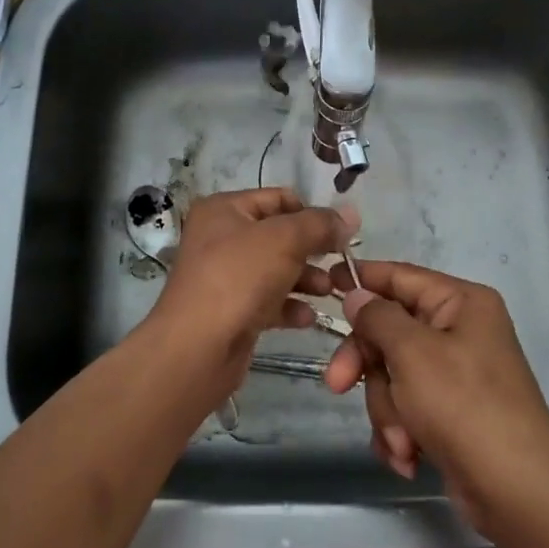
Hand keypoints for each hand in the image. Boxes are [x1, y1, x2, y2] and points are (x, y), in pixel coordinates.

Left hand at [143, 188, 352, 405]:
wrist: (197, 348)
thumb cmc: (239, 279)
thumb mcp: (285, 240)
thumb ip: (320, 224)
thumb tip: (350, 215)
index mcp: (224, 210)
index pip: (278, 198)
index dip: (311, 213)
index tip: (341, 234)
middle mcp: (221, 238)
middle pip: (279, 236)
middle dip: (312, 250)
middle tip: (342, 264)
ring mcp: (224, 276)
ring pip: (276, 270)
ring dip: (307, 279)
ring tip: (332, 292)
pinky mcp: (231, 311)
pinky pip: (268, 301)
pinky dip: (289, 306)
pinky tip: (308, 318)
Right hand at [323, 261, 548, 536]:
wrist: (515, 488)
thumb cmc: (463, 404)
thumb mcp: (412, 351)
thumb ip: (378, 317)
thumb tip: (357, 295)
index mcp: (460, 303)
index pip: (401, 277)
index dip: (363, 278)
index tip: (326, 283)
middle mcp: (459, 332)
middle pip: (390, 332)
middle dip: (368, 366)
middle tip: (338, 385)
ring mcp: (455, 375)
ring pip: (393, 375)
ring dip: (388, 410)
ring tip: (402, 440)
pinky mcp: (449, 414)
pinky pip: (406, 408)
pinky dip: (401, 432)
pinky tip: (408, 456)